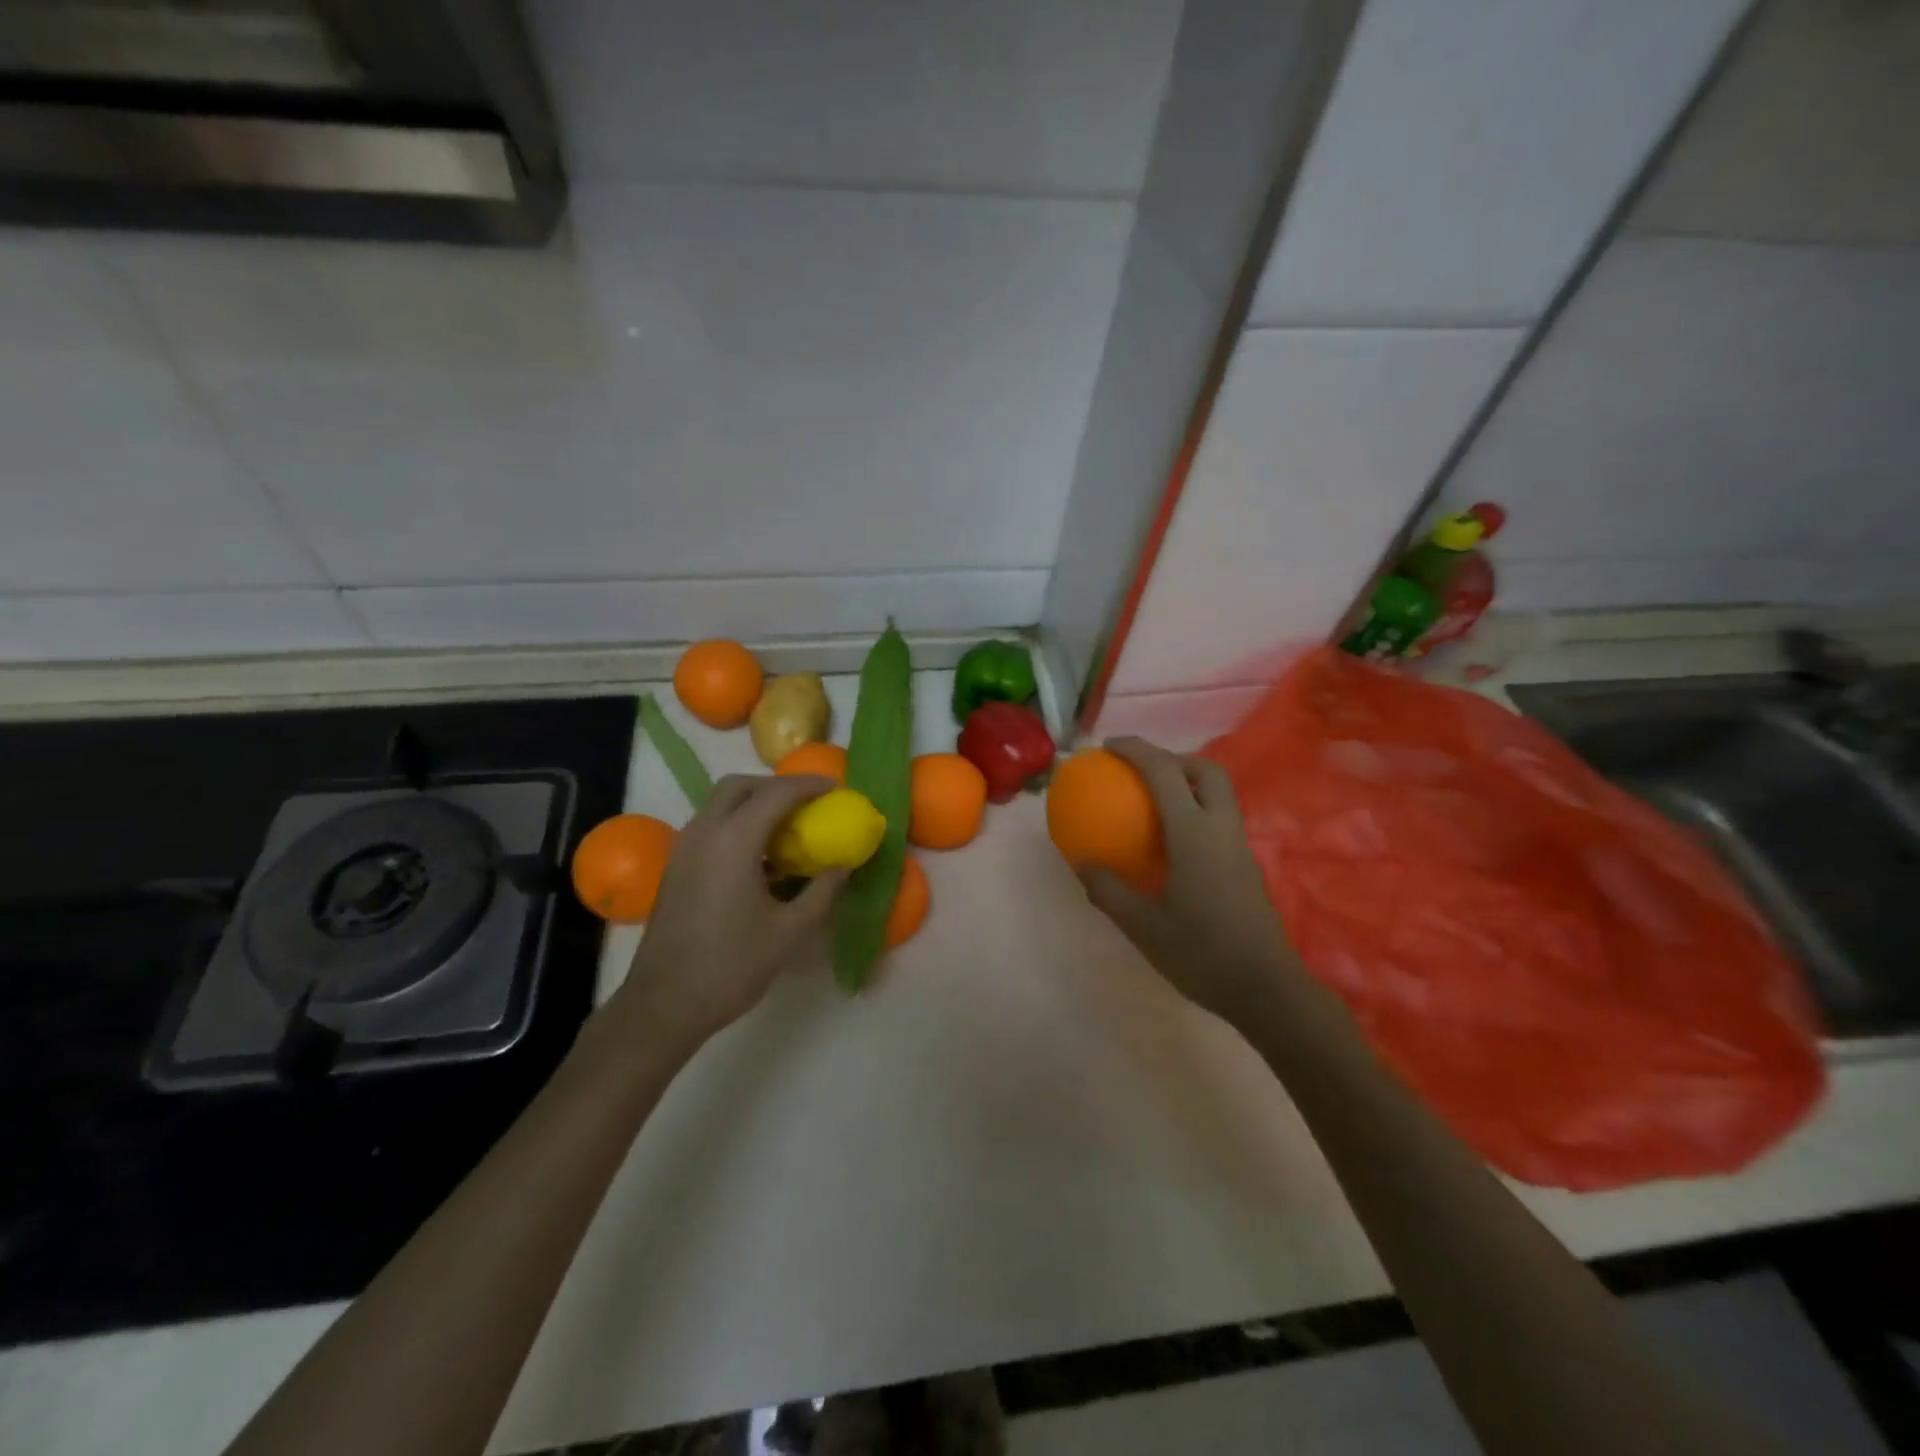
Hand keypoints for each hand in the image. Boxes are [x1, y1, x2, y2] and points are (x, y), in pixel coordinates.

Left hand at [611, 774, 845, 1051]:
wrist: (665, 1004)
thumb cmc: (731, 966)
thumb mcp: (789, 931)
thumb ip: (822, 891)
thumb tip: (845, 866)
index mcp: (733, 841)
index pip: (775, 794)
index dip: (808, 785)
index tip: (836, 788)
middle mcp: (704, 832)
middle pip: (740, 786)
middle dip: (776, 786)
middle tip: (808, 802)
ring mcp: (684, 849)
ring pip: (720, 804)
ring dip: (755, 803)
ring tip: (788, 827)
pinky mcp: (676, 867)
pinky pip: (711, 826)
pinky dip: (738, 823)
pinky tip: (761, 857)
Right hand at [1080, 737, 1298, 1026]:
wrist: (1267, 989)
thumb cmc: (1202, 954)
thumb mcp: (1143, 926)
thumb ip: (1108, 891)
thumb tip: (1080, 863)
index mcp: (1194, 834)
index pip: (1164, 772)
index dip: (1136, 750)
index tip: (1107, 747)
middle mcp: (1222, 830)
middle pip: (1206, 771)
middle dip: (1173, 757)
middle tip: (1141, 771)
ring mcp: (1240, 847)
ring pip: (1220, 794)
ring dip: (1188, 783)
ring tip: (1154, 801)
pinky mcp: (1247, 866)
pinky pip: (1220, 819)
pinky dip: (1196, 811)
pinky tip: (1174, 844)